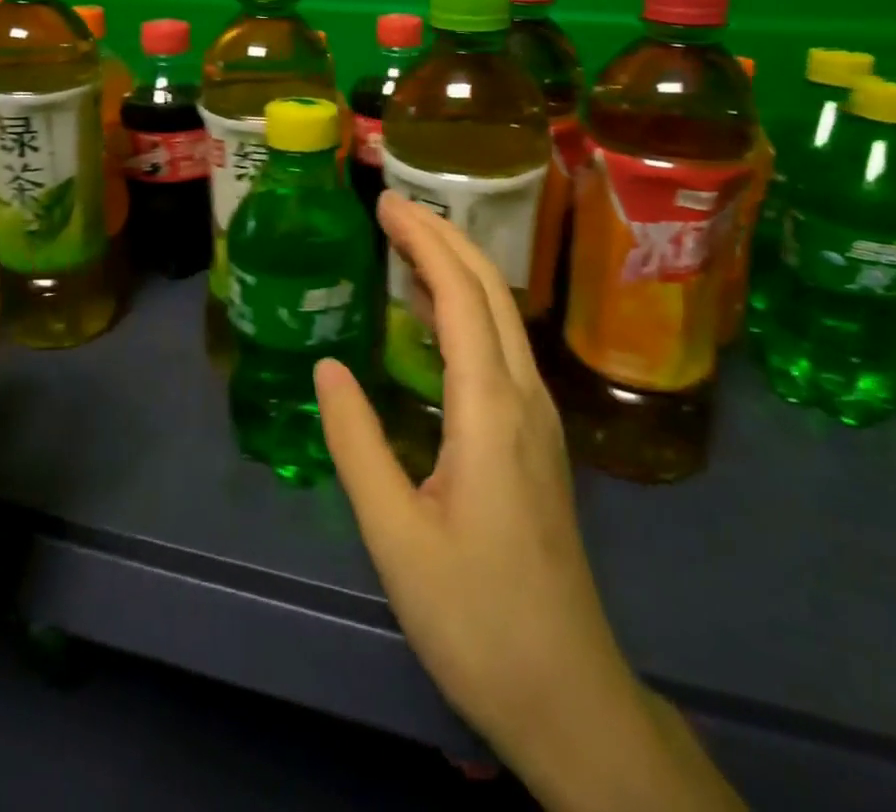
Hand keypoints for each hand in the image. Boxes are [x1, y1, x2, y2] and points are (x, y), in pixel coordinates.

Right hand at [316, 194, 738, 810]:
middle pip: (490, 289)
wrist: (567, 691)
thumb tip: (328, 367)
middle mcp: (523, 395)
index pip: (461, 294)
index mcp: (490, 408)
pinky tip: (435, 317)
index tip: (387, 204)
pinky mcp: (536, 437)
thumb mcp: (395, 536)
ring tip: (407, 243)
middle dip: (444, 236)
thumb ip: (357, 443)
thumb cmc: (475, 615)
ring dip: (457, 267)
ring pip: (501, 314)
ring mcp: (538, 415)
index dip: (425, 241)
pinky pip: (500, 347)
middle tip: (394, 207)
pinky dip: (466, 309)